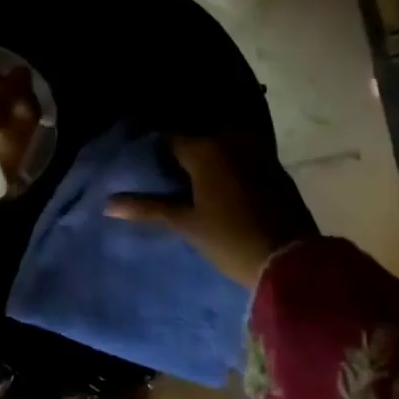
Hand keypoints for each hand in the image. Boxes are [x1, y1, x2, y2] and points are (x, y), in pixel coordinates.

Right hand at [105, 134, 316, 288]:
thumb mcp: (186, 223)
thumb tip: (108, 204)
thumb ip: (148, 208)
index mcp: (205, 148)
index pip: (170, 139)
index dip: (157, 152)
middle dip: (184, 153)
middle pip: (198, 138)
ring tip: (195, 182)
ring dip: (209, 157)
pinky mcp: (275, 166)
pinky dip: (231, 164)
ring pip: (223, 144)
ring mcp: (257, 150)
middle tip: (170, 176)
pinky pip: (243, 155)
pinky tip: (224, 186)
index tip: (149, 168)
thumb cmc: (230, 239)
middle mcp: (231, 139)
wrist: (291, 260)